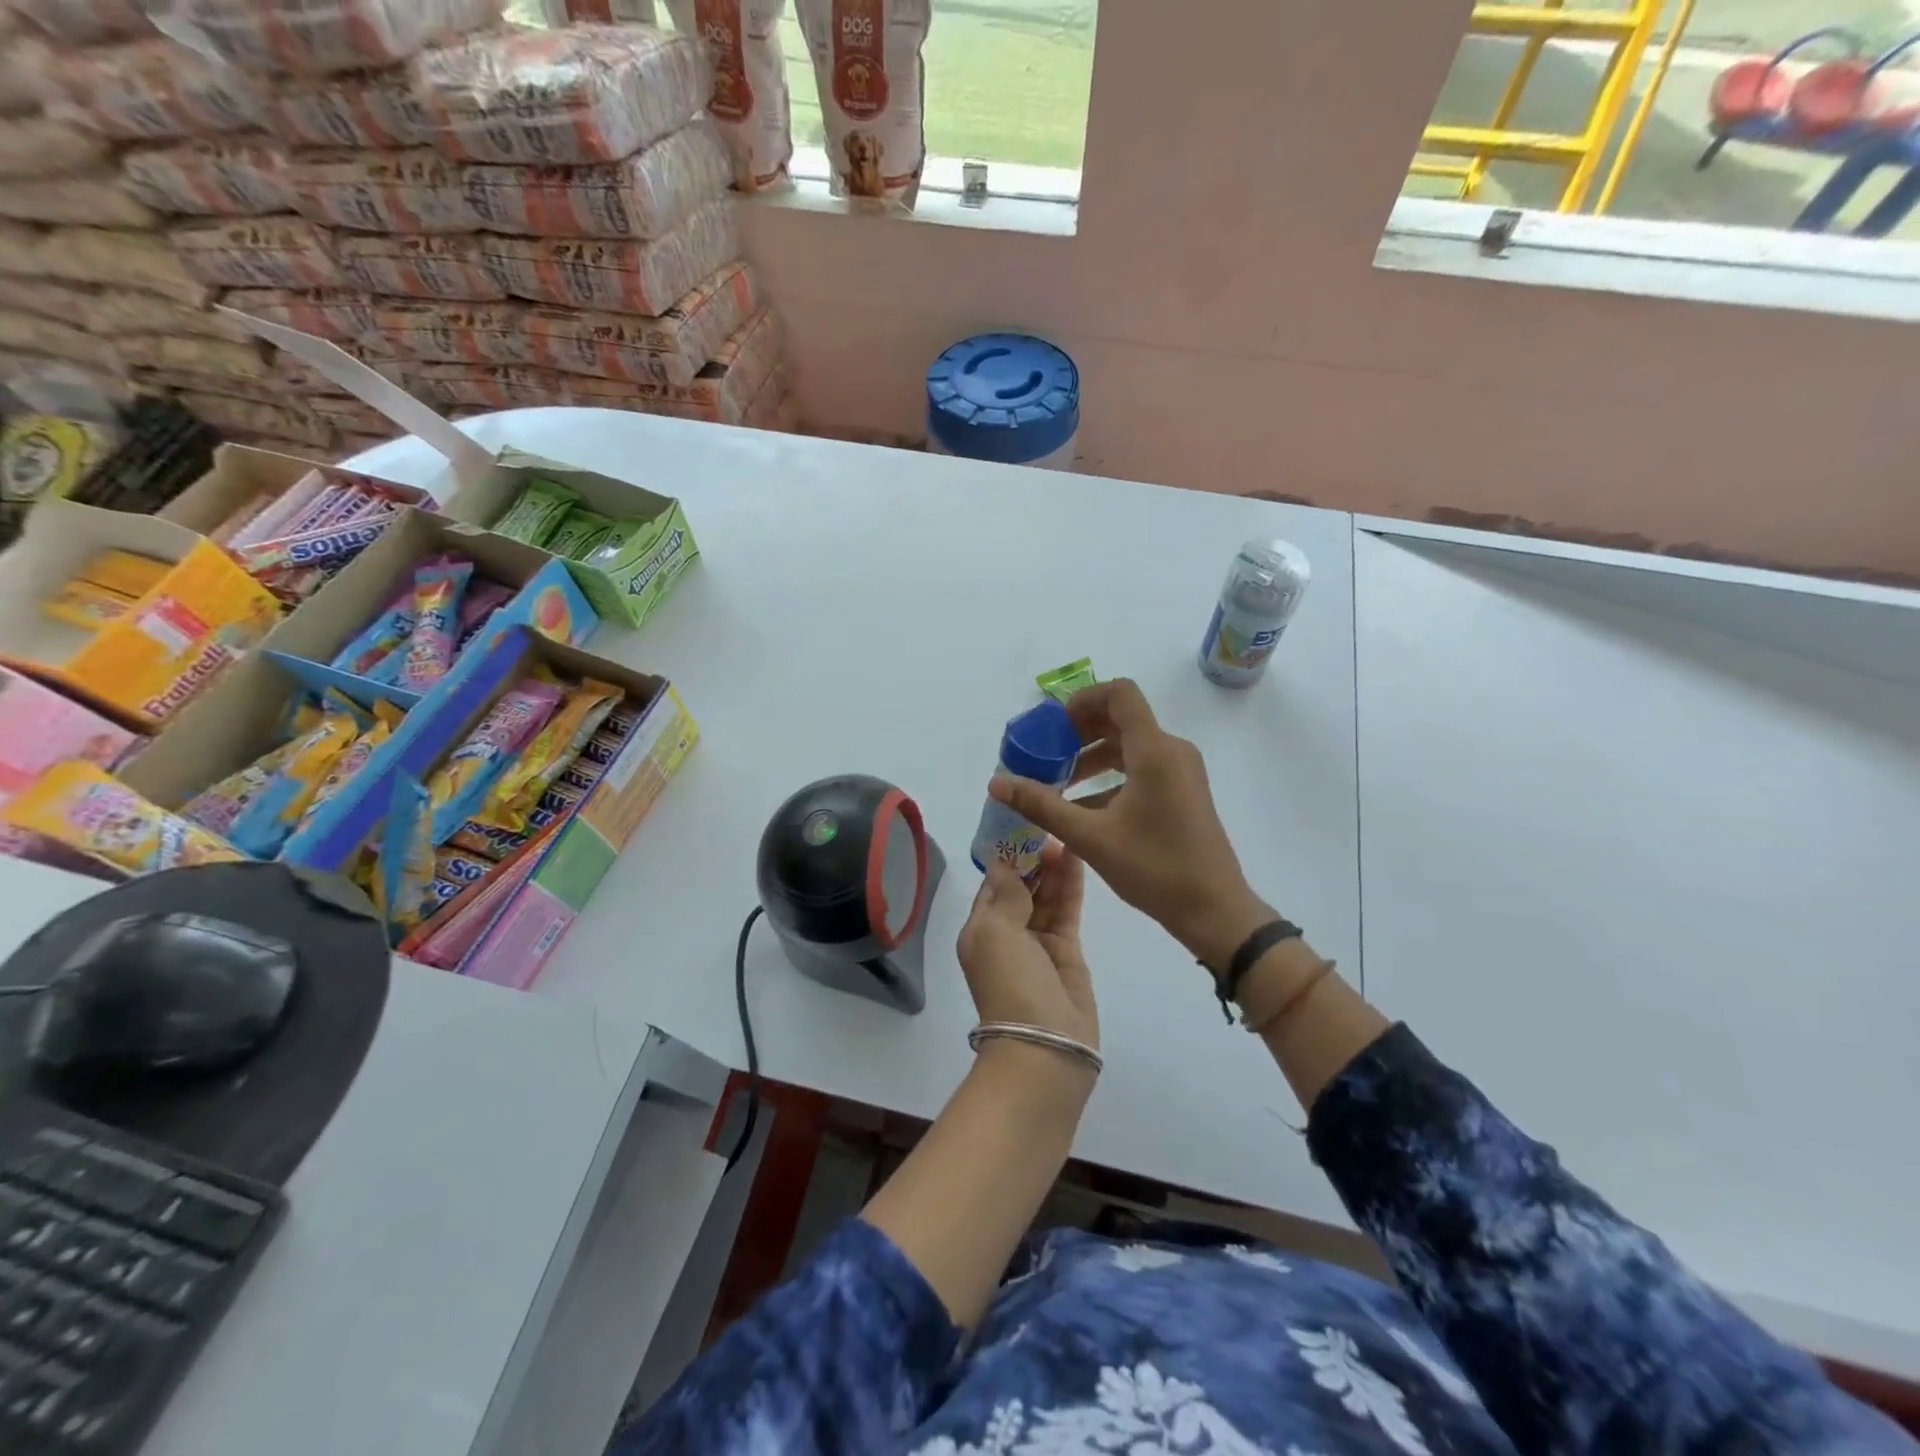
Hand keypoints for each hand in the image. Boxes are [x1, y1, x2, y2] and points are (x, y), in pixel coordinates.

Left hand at [956, 842, 1098, 1051]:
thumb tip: (1001, 862)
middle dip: (1032, 860)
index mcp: (980, 931)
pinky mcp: (1068, 952)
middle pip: (1021, 889)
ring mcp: (1039, 944)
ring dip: (1052, 868)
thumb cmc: (1009, 982)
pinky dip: (1070, 886)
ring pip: (1046, 897)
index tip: (1021, 825)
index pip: (993, 886)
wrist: (1045, 1044)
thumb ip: (1006, 895)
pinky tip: (1076, 858)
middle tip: (1050, 824)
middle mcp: (1007, 935)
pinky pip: (1066, 911)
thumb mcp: (996, 932)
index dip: (1007, 858)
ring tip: (1066, 833)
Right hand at [989, 679, 1273, 969]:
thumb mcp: (1089, 836)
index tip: (1053, 728)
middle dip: (1079, 733)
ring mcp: (1180, 772)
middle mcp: (1171, 751)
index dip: (1082, 700)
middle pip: (1120, 719)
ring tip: (1059, 784)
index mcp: (1154, 750)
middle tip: (1046, 757)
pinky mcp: (1182, 792)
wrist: (1214, 910)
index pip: (1119, 693)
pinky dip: (1111, 777)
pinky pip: (1141, 768)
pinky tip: (1084, 808)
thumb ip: (1041, 805)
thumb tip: (996, 783)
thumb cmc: (1154, 868)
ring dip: (1092, 757)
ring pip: (1129, 745)